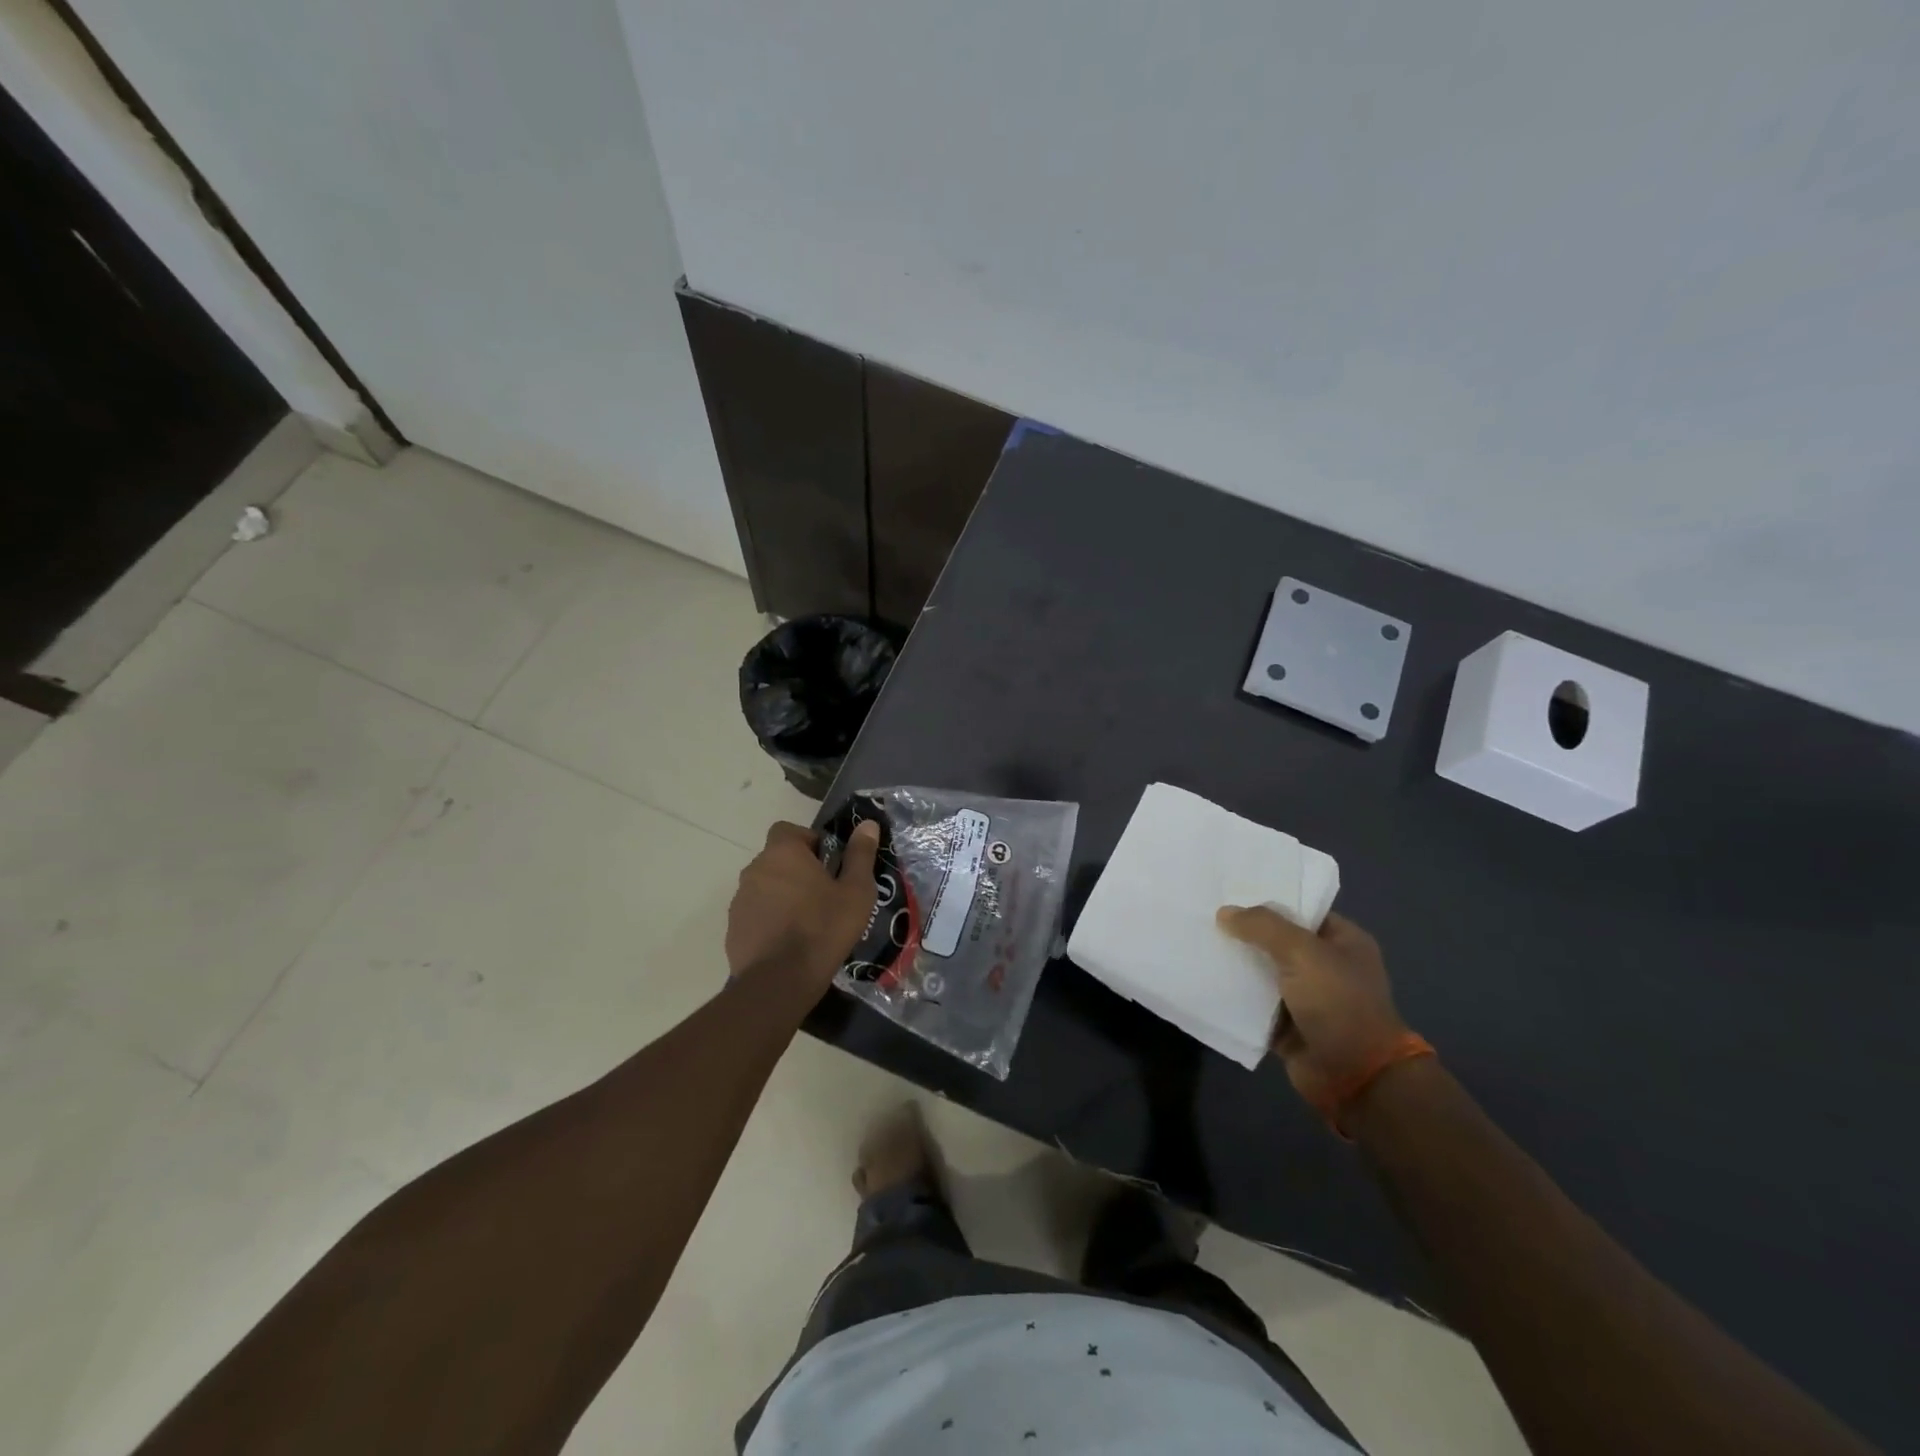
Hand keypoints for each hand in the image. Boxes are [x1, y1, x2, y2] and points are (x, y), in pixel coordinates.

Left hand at [726, 820, 880, 991]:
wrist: (779, 981)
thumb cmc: (823, 928)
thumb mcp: (856, 891)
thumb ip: (861, 854)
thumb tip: (868, 824)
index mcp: (783, 853)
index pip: (789, 830)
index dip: (809, 842)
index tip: (828, 864)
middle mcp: (755, 869)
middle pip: (778, 859)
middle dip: (798, 871)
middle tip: (824, 895)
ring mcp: (740, 899)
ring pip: (766, 887)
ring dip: (784, 896)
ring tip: (808, 922)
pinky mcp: (733, 928)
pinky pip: (756, 913)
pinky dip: (770, 920)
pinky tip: (789, 942)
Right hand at [1216, 907, 1412, 1115]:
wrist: (1355, 1076)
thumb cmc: (1338, 1003)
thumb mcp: (1302, 952)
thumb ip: (1262, 927)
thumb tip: (1224, 912)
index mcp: (1343, 941)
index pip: (1300, 911)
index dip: (1266, 901)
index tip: (1229, 893)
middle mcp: (1326, 966)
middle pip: (1277, 940)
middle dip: (1245, 933)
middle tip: (1205, 917)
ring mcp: (1306, 997)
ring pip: (1262, 972)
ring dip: (1236, 964)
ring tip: (1197, 944)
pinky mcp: (1287, 1024)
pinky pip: (1255, 1003)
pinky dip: (1235, 995)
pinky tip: (1204, 979)